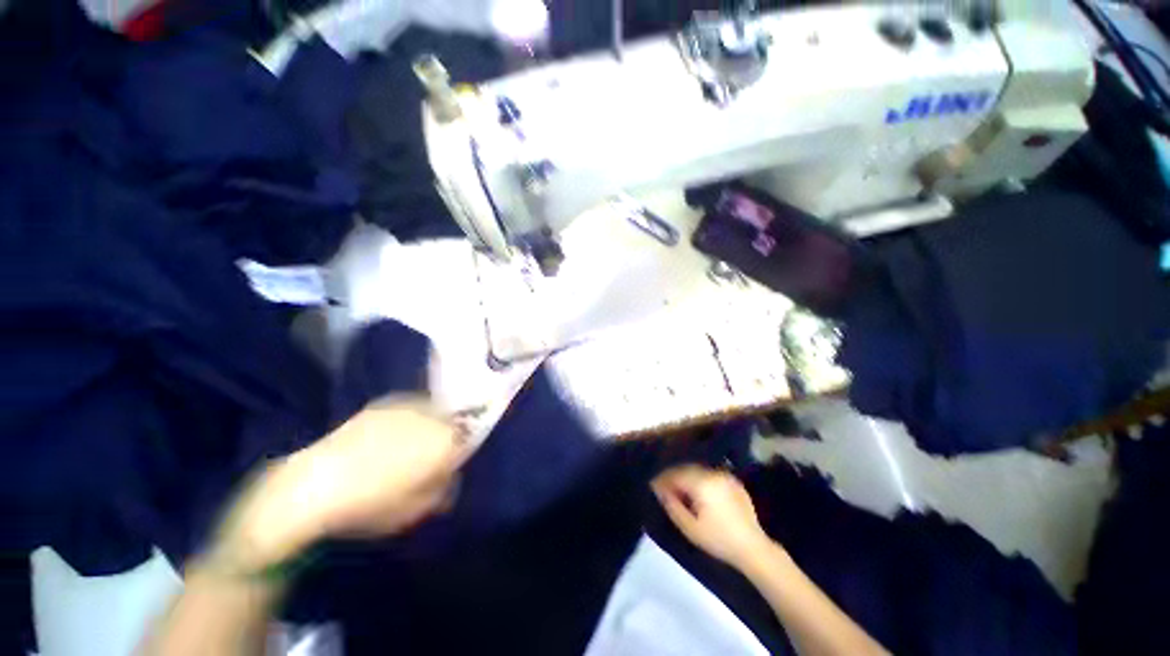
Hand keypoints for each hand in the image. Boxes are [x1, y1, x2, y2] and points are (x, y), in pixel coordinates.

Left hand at [210, 397, 466, 572]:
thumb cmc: (369, 506)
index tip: (451, 463)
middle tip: (433, 454)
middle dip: (447, 433)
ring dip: (428, 424)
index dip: (461, 450)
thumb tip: (448, 477)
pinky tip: (390, 436)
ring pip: (430, 410)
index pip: (467, 437)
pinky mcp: (379, 406)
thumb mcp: (413, 511)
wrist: (311, 488)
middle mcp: (429, 418)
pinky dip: (407, 418)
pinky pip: (406, 407)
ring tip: (411, 444)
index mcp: (442, 442)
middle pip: (450, 420)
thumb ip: (441, 491)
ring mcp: (404, 408)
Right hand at [652, 465, 773, 569]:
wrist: (753, 547)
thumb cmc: (718, 539)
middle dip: (674, 477)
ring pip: (698, 471)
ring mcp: (725, 476)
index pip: (676, 474)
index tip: (653, 486)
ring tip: (680, 489)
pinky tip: (698, 492)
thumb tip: (660, 490)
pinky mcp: (734, 482)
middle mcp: (713, 474)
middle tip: (665, 487)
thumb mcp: (690, 527)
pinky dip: (701, 480)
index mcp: (702, 483)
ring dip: (687, 477)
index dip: (663, 479)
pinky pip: (711, 475)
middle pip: (687, 469)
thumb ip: (672, 506)